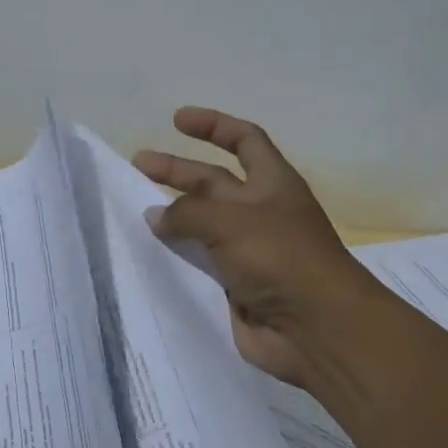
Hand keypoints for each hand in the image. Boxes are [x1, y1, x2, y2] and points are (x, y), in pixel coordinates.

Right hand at [134, 108, 372, 386]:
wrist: (314, 328)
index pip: (244, 140)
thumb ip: (186, 212)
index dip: (213, 126)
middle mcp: (260, 213)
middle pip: (213, 182)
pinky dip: (175, 256)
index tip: (177, 120)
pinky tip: (146, 253)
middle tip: (138, 164)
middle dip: (177, 170)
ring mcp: (247, 251)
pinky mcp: (234, 285)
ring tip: (134, 210)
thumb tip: (156, 216)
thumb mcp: (230, 220)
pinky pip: (198, 263)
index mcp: (273, 184)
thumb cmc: (280, 257)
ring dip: (171, 215)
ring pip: (202, 224)